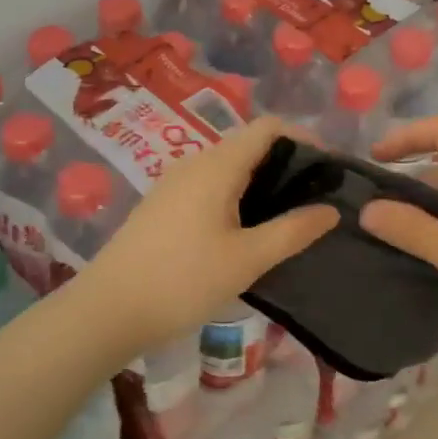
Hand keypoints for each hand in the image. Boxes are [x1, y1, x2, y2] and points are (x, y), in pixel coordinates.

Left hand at [68, 116, 337, 355]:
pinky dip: (238, 194)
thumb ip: (293, 231)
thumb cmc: (182, 281)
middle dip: (287, 162)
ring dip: (262, 180)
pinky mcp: (164, 204)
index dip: (304, 138)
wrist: (107, 311)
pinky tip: (247, 229)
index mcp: (217, 165)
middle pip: (249, 144)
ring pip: (229, 166)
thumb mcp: (247, 259)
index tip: (329, 169)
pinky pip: (211, 184)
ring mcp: (175, 183)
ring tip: (288, 215)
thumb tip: (331, 210)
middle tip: (315, 198)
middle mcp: (195, 163)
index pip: (268, 127)